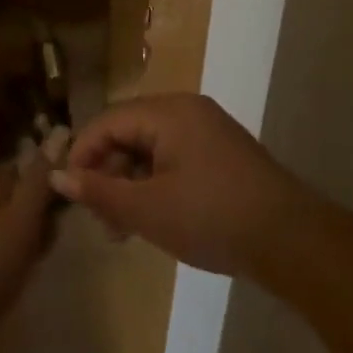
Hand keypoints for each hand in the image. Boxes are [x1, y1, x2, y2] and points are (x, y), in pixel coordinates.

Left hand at [0, 144, 60, 324]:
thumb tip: (59, 131)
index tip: (53, 228)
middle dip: (23, 219)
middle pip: (5, 197)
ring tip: (16, 273)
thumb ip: (41, 178)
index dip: (43, 200)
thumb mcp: (25, 220)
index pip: (23, 174)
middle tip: (36, 254)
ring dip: (4, 238)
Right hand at [50, 94, 308, 279]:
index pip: (108, 121)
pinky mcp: (224, 154)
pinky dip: (157, 183)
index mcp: (168, 112)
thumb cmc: (213, 218)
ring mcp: (209, 131)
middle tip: (102, 219)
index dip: (83, 154)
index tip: (71, 193)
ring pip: (152, 148)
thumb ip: (100, 192)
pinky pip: (175, 158)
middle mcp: (187, 110)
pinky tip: (156, 218)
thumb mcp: (148, 210)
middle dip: (108, 172)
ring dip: (131, 182)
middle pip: (129, 132)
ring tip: (125, 228)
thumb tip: (58, 177)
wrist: (294, 241)